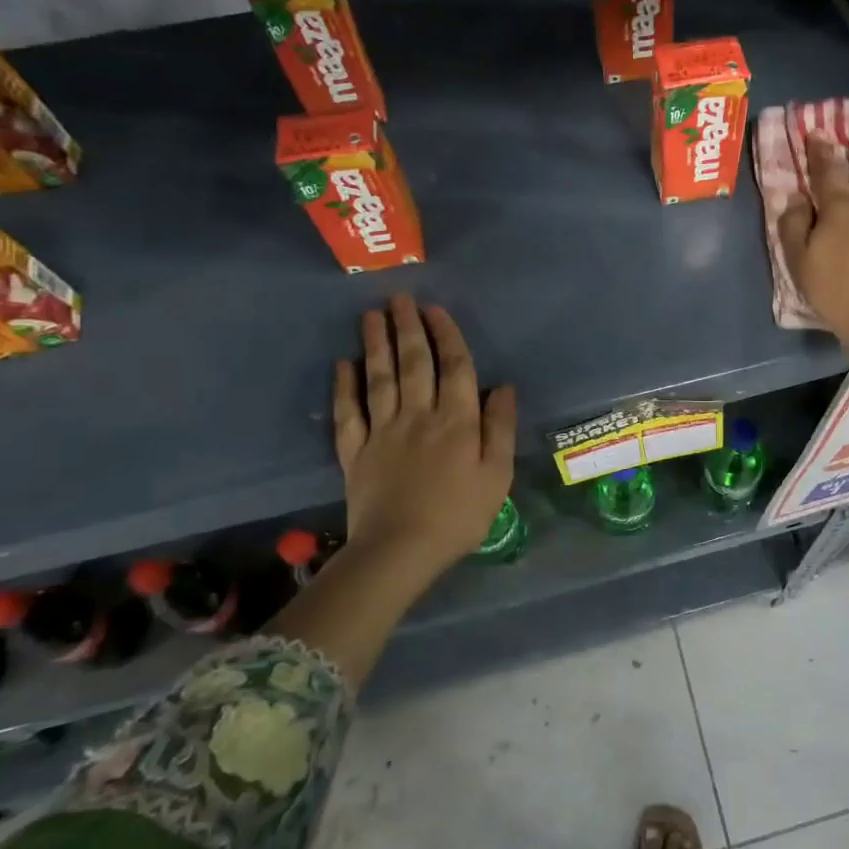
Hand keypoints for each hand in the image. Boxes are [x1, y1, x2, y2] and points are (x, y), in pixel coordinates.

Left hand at [333, 295, 515, 585]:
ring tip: (371, 316)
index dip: (446, 335)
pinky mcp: (355, 451)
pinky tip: (343, 364)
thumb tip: (504, 387)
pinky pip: (348, 413)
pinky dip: (344, 387)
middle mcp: (418, 416)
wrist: (400, 551)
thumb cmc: (459, 515)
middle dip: (407, 328)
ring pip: (380, 379)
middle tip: (399, 298)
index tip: (436, 309)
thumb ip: (500, 428)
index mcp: (456, 421)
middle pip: (414, 363)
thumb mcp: (497, 475)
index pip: (454, 367)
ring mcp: (382, 431)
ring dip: (376, 345)